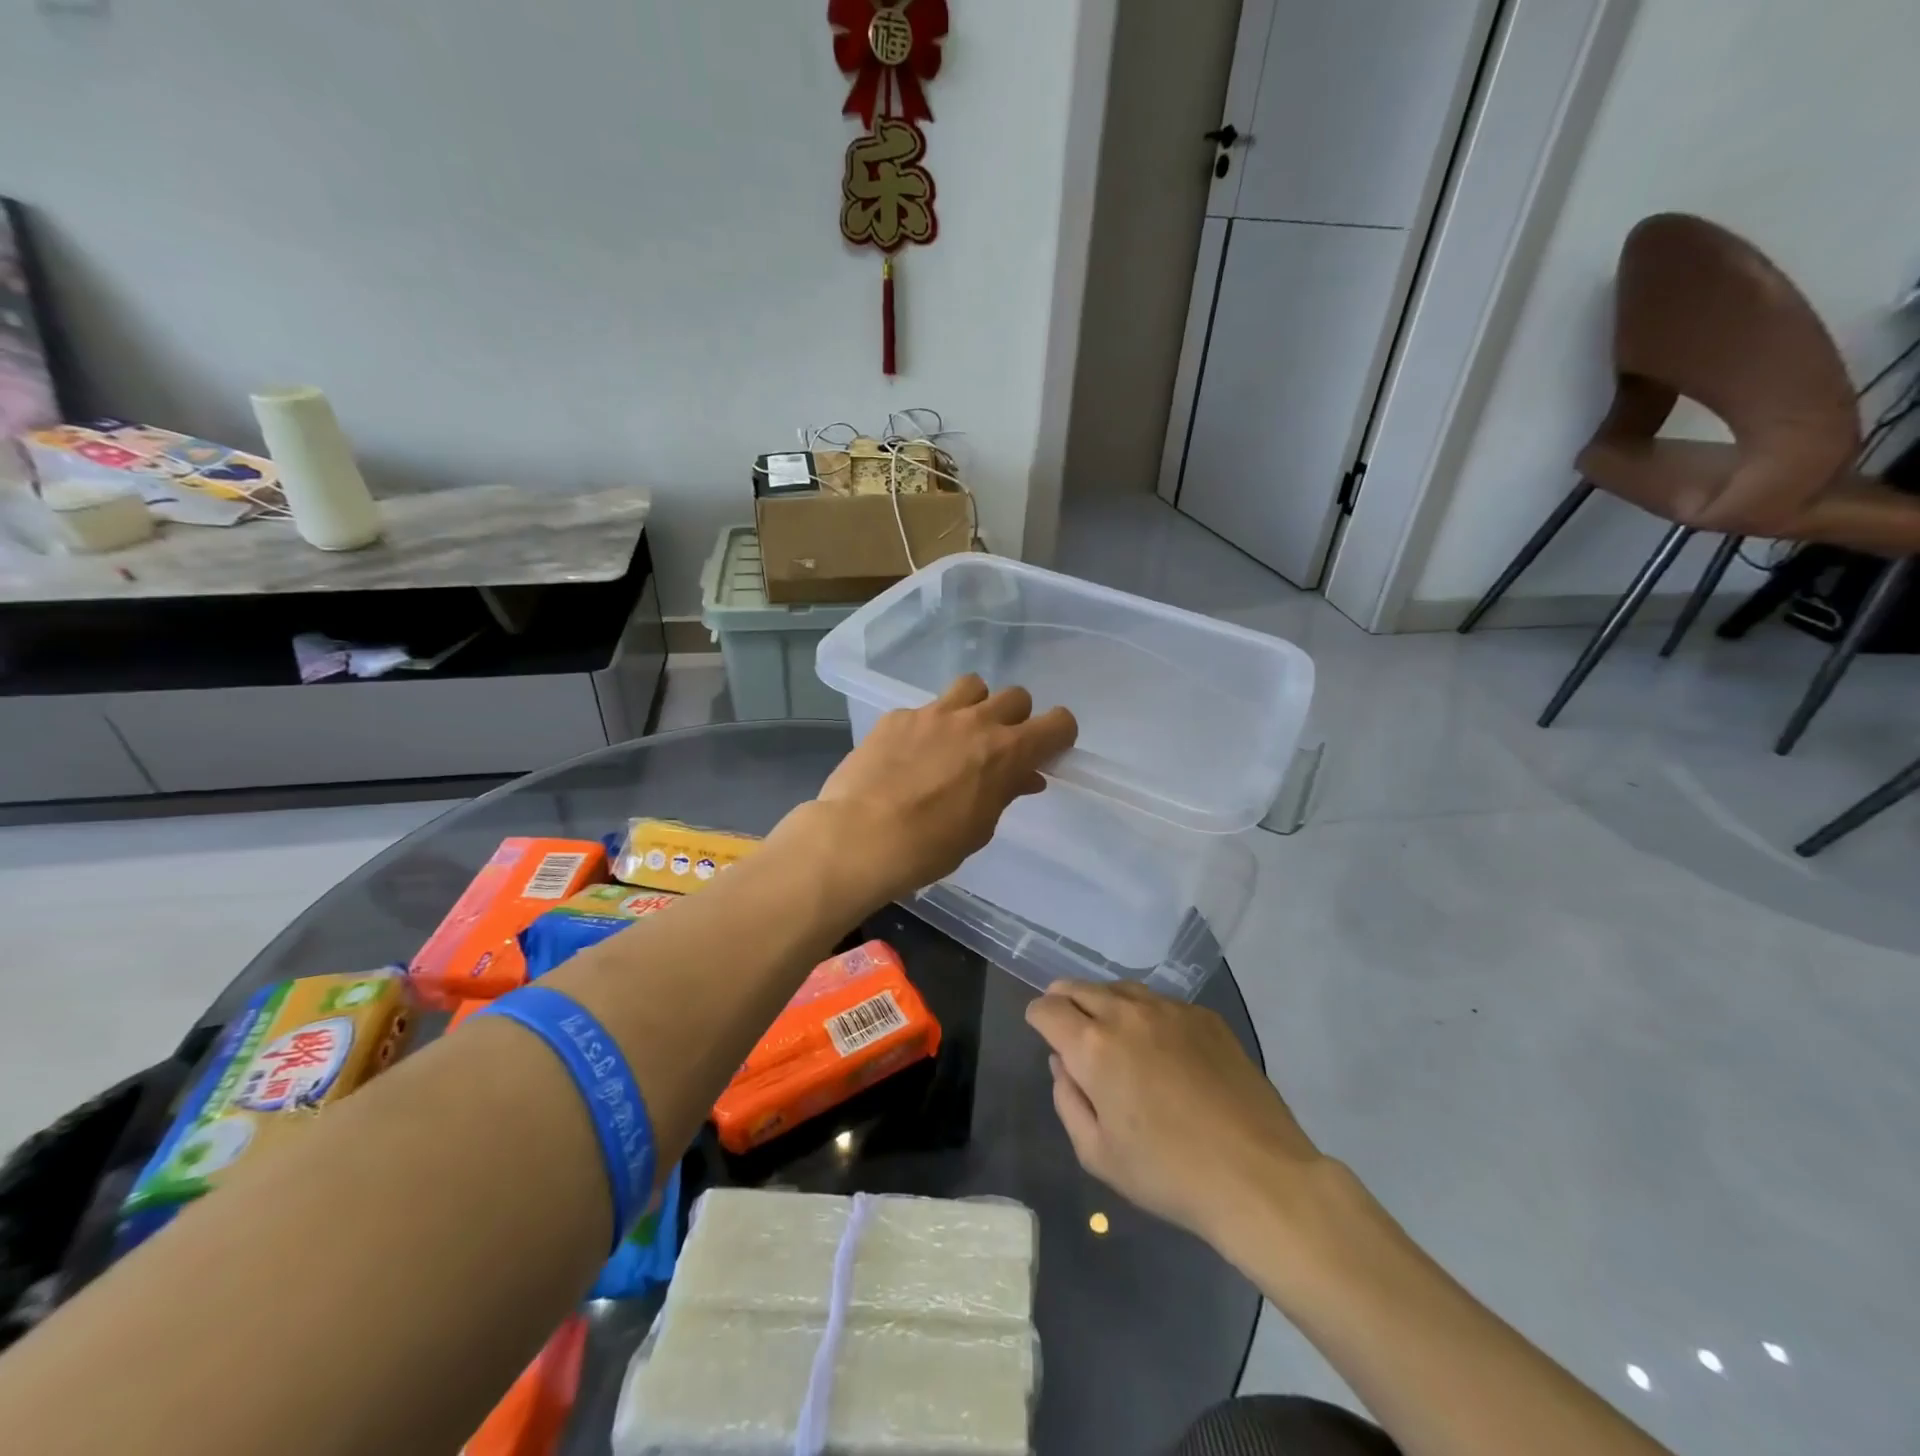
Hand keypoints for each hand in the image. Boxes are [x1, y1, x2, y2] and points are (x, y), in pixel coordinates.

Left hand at [786, 674, 1076, 908]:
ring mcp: (933, 713)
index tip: (1047, 751)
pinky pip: (926, 708)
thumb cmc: (930, 846)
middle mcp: (975, 721)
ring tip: (958, 735)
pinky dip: (929, 725)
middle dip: (1016, 718)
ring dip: (975, 706)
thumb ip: (1005, 792)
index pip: (1058, 722)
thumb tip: (1025, 776)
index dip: (1058, 735)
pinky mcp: (897, 716)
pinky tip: (910, 753)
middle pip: (1016, 696)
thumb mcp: (980, 827)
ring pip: (972, 686)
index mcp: (1007, 751)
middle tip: (999, 747)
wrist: (860, 836)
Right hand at [1026, 981, 1327, 1252]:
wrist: (1258, 1175)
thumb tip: (1062, 1063)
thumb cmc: (1169, 1173)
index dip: (1037, 1016)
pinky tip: (1156, 1040)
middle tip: (1064, 1017)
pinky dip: (1144, 1012)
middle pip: (1080, 987)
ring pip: (1121, 988)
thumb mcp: (1098, 1154)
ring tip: (1106, 1022)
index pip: (1048, 1009)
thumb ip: (1068, 1101)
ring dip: (1103, 1000)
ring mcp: (1170, 1010)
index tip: (1039, 1026)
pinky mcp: (1205, 1016)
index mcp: (1093, 1047)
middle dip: (1064, 999)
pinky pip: (1161, 1002)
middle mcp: (1127, 1014)